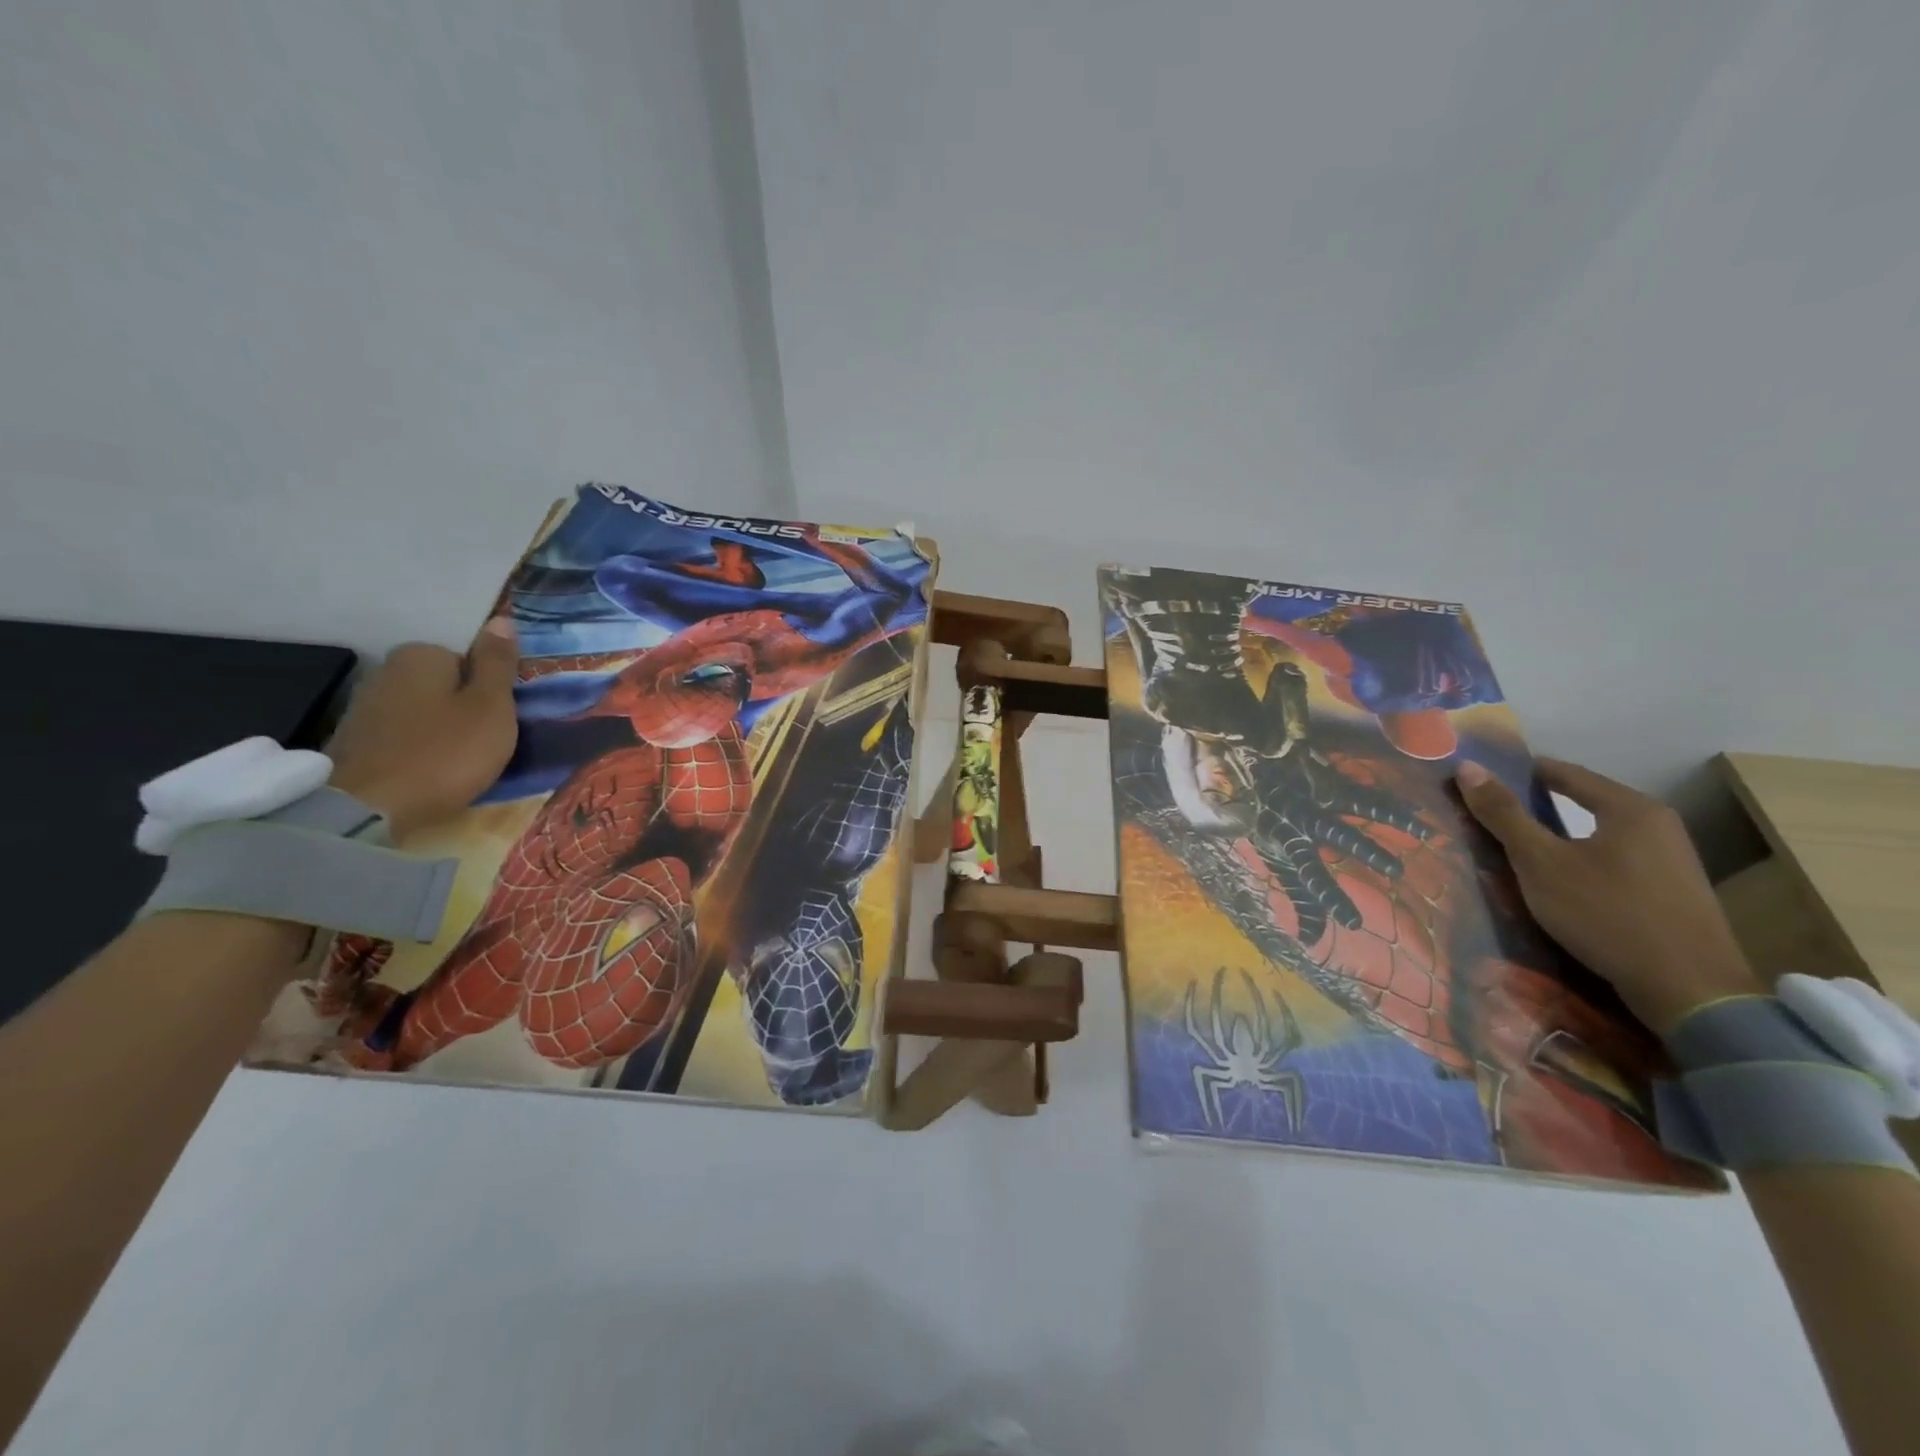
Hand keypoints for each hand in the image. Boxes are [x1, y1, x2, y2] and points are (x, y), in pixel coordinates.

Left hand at [325, 619, 519, 840]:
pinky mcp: (353, 743)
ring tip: (460, 763)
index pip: (469, 660)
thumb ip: (498, 663)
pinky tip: (429, 773)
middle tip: (485, 743)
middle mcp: (386, 670)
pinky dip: (419, 751)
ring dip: (442, 731)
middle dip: (464, 708)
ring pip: (423, 712)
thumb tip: (502, 620)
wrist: (369, 809)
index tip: (500, 720)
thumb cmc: (446, 752)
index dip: (490, 690)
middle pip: (444, 685)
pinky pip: (403, 738)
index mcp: (421, 655)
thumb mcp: (492, 706)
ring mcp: (364, 707)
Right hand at [1455, 757, 1760, 1035]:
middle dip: (1537, 807)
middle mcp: (1658, 825)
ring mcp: (1672, 861)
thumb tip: (1468, 767)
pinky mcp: (1673, 893)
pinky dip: (1582, 862)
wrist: (1690, 990)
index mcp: (1630, 808)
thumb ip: (1504, 815)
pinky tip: (1561, 882)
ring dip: (1559, 838)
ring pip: (1599, 835)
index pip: (1564, 773)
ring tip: (1519, 850)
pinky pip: (1615, 861)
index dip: (1518, 773)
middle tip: (1492, 815)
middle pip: (1585, 803)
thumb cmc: (1607, 913)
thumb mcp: (1541, 862)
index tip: (1482, 779)